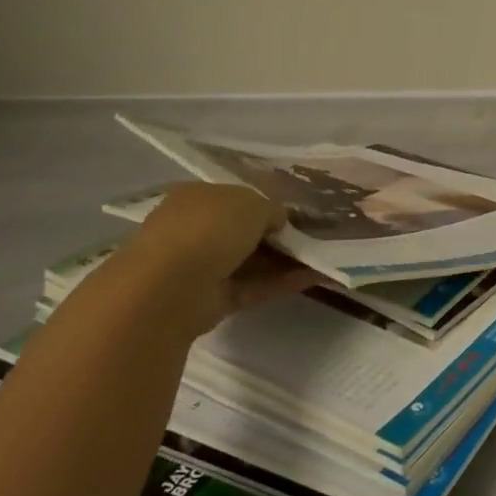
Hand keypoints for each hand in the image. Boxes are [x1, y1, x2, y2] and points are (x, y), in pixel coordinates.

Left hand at [122, 182, 316, 337]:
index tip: (295, 212)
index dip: (265, 203)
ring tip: (324, 256)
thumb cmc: (209, 228)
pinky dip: (282, 282)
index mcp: (195, 197)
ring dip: (285, 259)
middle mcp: (194, 229)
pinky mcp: (212, 298)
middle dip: (276, 234)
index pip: (235, 197)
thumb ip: (271, 209)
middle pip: (243, 231)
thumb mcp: (252, 203)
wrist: (171, 287)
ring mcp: (201, 266)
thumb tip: (278, 221)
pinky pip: (254, 286)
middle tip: (313, 234)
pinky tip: (315, 277)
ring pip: (250, 260)